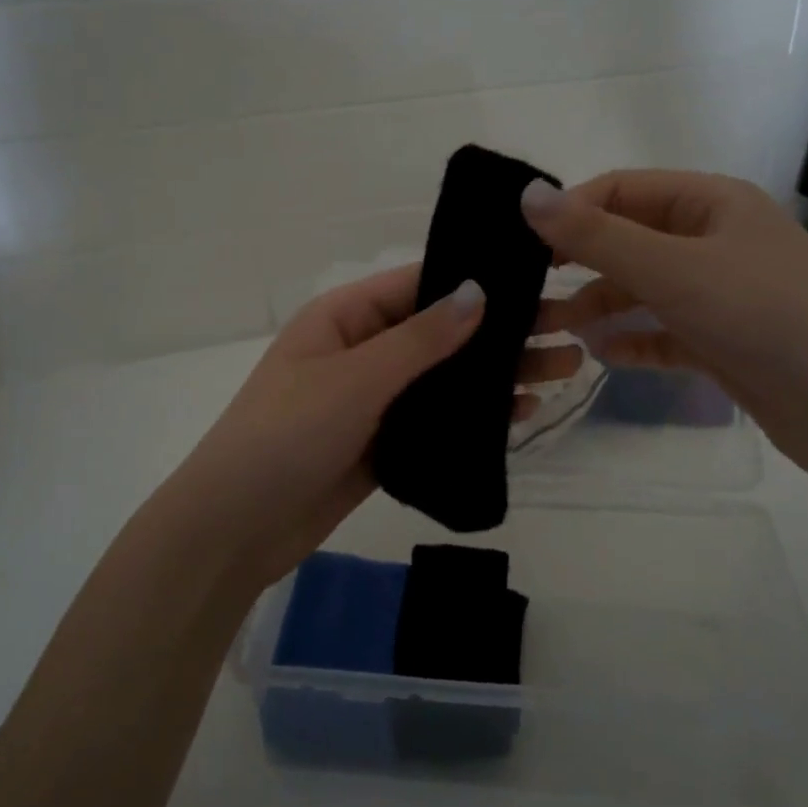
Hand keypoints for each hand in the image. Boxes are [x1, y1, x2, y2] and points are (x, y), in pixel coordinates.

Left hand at [159, 264, 581, 588]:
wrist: (237, 529)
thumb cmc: (286, 435)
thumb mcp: (354, 379)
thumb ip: (420, 339)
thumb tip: (478, 290)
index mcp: (345, 317)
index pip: (420, 284)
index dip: (477, 278)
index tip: (538, 277)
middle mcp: (363, 350)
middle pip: (443, 332)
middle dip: (503, 331)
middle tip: (570, 329)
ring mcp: (374, 399)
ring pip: (447, 377)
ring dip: (499, 374)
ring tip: (564, 367)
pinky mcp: (385, 442)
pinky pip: (439, 419)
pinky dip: (478, 415)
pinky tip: (524, 412)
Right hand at [522, 169, 807, 482]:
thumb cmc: (763, 316)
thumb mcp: (672, 269)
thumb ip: (596, 236)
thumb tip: (528, 195)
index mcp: (711, 203)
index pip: (622, 189)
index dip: (571, 211)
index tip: (523, 246)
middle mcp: (716, 241)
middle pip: (632, 240)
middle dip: (582, 264)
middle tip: (531, 293)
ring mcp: (722, 294)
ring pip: (646, 289)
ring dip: (604, 304)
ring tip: (559, 329)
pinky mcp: (725, 342)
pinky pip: (666, 332)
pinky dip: (635, 339)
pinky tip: (604, 356)